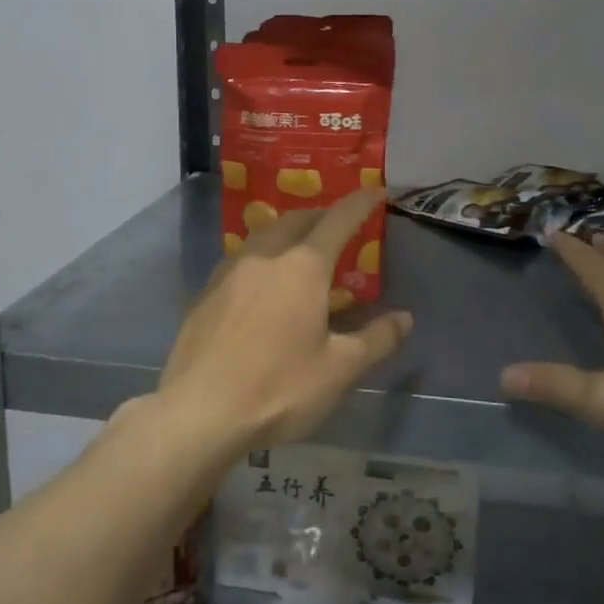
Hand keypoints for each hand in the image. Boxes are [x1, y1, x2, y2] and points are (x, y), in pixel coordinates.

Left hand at [160, 188, 411, 452]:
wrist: (199, 412)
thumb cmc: (278, 388)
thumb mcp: (339, 370)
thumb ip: (377, 339)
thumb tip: (405, 318)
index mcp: (302, 267)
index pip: (338, 220)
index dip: (360, 203)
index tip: (376, 191)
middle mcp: (265, 256)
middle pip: (298, 220)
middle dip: (322, 215)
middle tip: (339, 226)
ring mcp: (230, 271)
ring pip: (265, 234)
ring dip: (289, 231)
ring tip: (302, 249)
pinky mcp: (206, 292)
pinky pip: (242, 257)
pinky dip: (263, 255)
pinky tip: (263, 281)